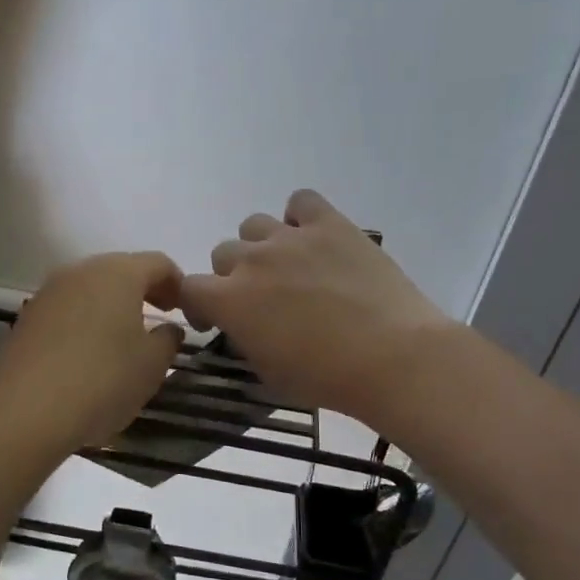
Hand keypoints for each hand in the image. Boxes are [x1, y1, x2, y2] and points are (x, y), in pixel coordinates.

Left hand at [0, 251, 185, 450]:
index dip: (177, 283)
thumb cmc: (103, 380)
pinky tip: (89, 353)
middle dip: (143, 291)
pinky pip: (67, 309)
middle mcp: (81, 271)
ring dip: (111, 306)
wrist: (26, 411)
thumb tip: (168, 329)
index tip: (185, 310)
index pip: (158, 263)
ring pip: (91, 289)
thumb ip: (168, 340)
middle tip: (158, 320)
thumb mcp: (153, 365)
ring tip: (123, 339)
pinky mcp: (28, 317)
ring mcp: (49, 292)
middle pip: (121, 270)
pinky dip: (85, 321)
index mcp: (118, 273)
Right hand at [179, 189, 452, 421]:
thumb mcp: (268, 371)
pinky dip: (301, 217)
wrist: (392, 357)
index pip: (187, 287)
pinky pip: (301, 201)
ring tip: (289, 267)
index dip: (197, 304)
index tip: (214, 318)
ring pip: (254, 225)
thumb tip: (244, 323)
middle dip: (233, 276)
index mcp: (230, 300)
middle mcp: (252, 260)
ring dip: (262, 246)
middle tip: (262, 298)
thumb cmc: (327, 378)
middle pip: (222, 253)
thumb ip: (244, 337)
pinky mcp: (331, 223)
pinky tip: (315, 239)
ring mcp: (291, 237)